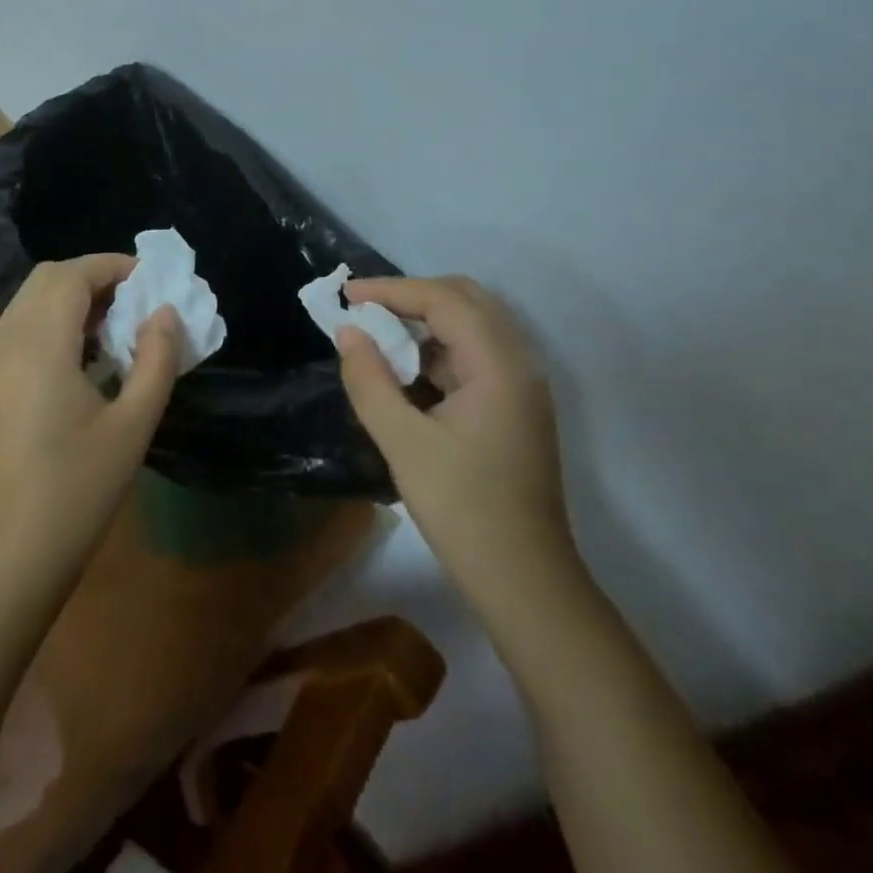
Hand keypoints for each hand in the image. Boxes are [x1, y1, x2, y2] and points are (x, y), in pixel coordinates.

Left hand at [0, 255, 181, 585]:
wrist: (4, 560)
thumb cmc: (75, 491)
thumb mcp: (132, 425)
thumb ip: (156, 360)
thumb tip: (165, 313)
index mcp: (40, 345)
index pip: (72, 275)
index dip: (113, 266)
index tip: (152, 280)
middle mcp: (7, 343)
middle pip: (47, 279)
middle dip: (93, 277)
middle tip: (135, 302)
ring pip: (29, 303)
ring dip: (72, 300)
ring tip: (116, 330)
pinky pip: (20, 330)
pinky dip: (53, 324)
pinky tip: (84, 362)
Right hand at [337, 276, 578, 612]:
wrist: (525, 583)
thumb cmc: (463, 510)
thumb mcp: (403, 443)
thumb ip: (370, 380)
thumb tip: (348, 332)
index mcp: (499, 364)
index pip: (444, 299)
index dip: (392, 289)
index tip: (347, 294)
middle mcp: (519, 362)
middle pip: (465, 300)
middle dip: (411, 297)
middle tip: (365, 309)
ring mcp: (522, 385)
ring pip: (472, 326)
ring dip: (425, 322)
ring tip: (379, 336)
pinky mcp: (515, 406)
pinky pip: (475, 356)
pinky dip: (439, 350)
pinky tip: (407, 372)